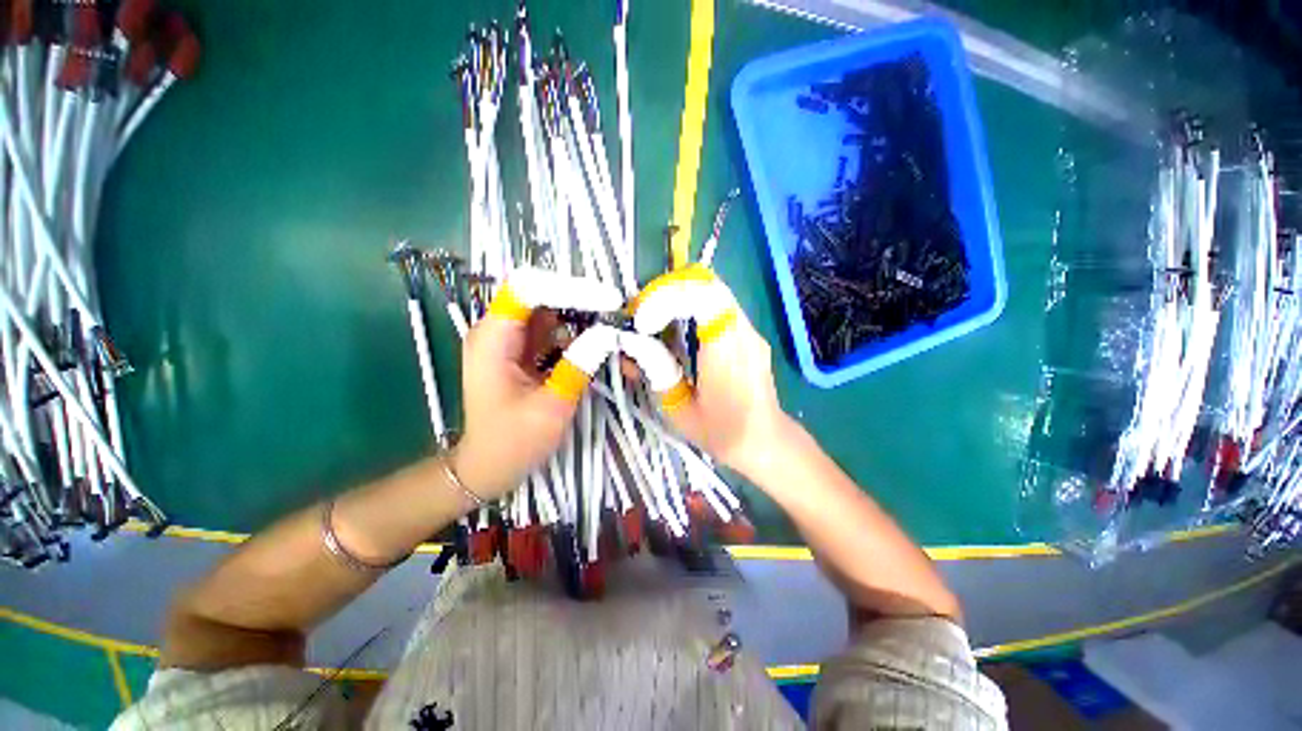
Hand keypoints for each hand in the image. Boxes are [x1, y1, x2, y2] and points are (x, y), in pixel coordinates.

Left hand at [450, 270, 622, 499]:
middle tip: (621, 315)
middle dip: (585, 302)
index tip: (609, 301)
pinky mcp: (527, 351)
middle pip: (546, 296)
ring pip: (556, 313)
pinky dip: (583, 338)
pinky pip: (559, 332)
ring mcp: (514, 340)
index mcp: (493, 339)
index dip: (569, 288)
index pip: (528, 289)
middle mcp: (501, 330)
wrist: (490, 467)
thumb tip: (610, 333)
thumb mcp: (551, 407)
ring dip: (589, 321)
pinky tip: (606, 350)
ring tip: (620, 336)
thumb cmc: (512, 443)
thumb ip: (579, 366)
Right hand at [631, 266, 788, 475]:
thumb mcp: (679, 410)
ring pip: (713, 292)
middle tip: (643, 314)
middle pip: (708, 284)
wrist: (766, 442)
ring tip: (654, 322)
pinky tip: (677, 332)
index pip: (702, 297)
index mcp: (727, 353)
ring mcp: (750, 331)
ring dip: (678, 297)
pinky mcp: (749, 334)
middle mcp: (744, 333)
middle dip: (667, 291)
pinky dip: (692, 308)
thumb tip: (630, 345)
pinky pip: (719, 307)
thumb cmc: (723, 433)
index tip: (643, 323)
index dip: (666, 298)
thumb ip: (655, 372)